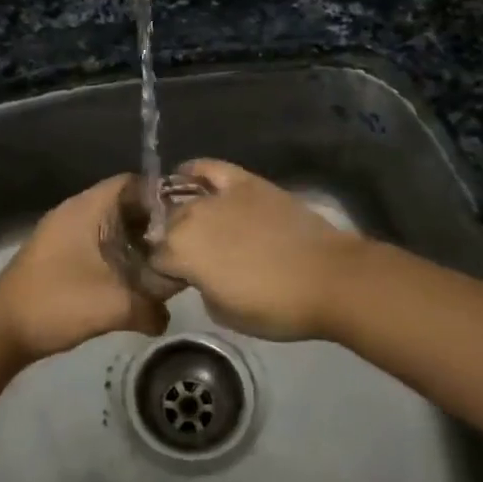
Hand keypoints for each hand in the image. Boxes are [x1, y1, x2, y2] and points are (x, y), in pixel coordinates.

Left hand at [0, 175, 169, 362]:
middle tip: (179, 245)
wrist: (1, 331)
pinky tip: (131, 278)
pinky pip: (95, 241)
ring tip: (161, 263)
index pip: (133, 182)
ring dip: (134, 240)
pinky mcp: (56, 252)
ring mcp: (62, 231)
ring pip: (109, 224)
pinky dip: (116, 253)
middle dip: (152, 222)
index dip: (162, 196)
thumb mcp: (113, 306)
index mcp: (87, 208)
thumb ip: (151, 307)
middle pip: (123, 203)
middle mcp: (74, 211)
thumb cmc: (57, 304)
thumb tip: (167, 316)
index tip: (186, 218)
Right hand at [147, 159, 365, 341]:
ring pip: (183, 200)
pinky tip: (187, 175)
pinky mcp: (243, 181)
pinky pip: (209, 168)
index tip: (175, 283)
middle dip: (170, 242)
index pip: (154, 260)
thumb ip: (201, 287)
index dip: (162, 273)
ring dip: (182, 214)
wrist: (328, 278)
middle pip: (166, 226)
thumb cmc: (276, 306)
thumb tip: (200, 274)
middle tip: (189, 259)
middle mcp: (190, 218)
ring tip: (191, 225)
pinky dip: (195, 171)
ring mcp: (217, 196)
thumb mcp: (224, 313)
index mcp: (180, 253)